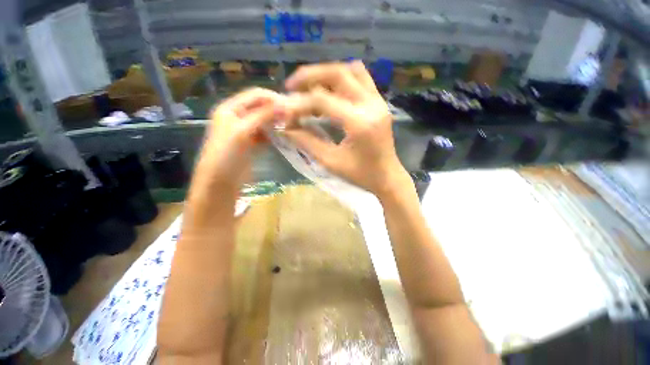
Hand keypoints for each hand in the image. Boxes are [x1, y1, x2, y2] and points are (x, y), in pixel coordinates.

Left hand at [189, 88, 281, 206]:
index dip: (273, 98)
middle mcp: (237, 116)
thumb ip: (263, 116)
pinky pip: (265, 133)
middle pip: (261, 107)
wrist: (220, 181)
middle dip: (276, 110)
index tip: (291, 106)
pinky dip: (274, 133)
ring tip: (291, 126)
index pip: (255, 95)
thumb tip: (285, 105)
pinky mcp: (251, 143)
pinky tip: (283, 136)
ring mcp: (245, 130)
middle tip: (293, 117)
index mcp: (230, 108)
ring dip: (277, 121)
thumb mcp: (243, 131)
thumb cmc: (227, 153)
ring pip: (265, 120)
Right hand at [280, 61, 409, 197]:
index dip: (299, 104)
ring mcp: (378, 101)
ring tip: (309, 87)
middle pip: (338, 73)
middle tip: (291, 86)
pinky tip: (329, 91)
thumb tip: (285, 127)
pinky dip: (341, 79)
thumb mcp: (331, 162)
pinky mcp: (379, 102)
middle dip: (310, 76)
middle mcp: (371, 104)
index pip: (322, 100)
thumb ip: (307, 142)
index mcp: (359, 122)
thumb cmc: (361, 175)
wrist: (387, 177)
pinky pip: (360, 78)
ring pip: (351, 70)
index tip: (284, 112)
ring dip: (327, 74)